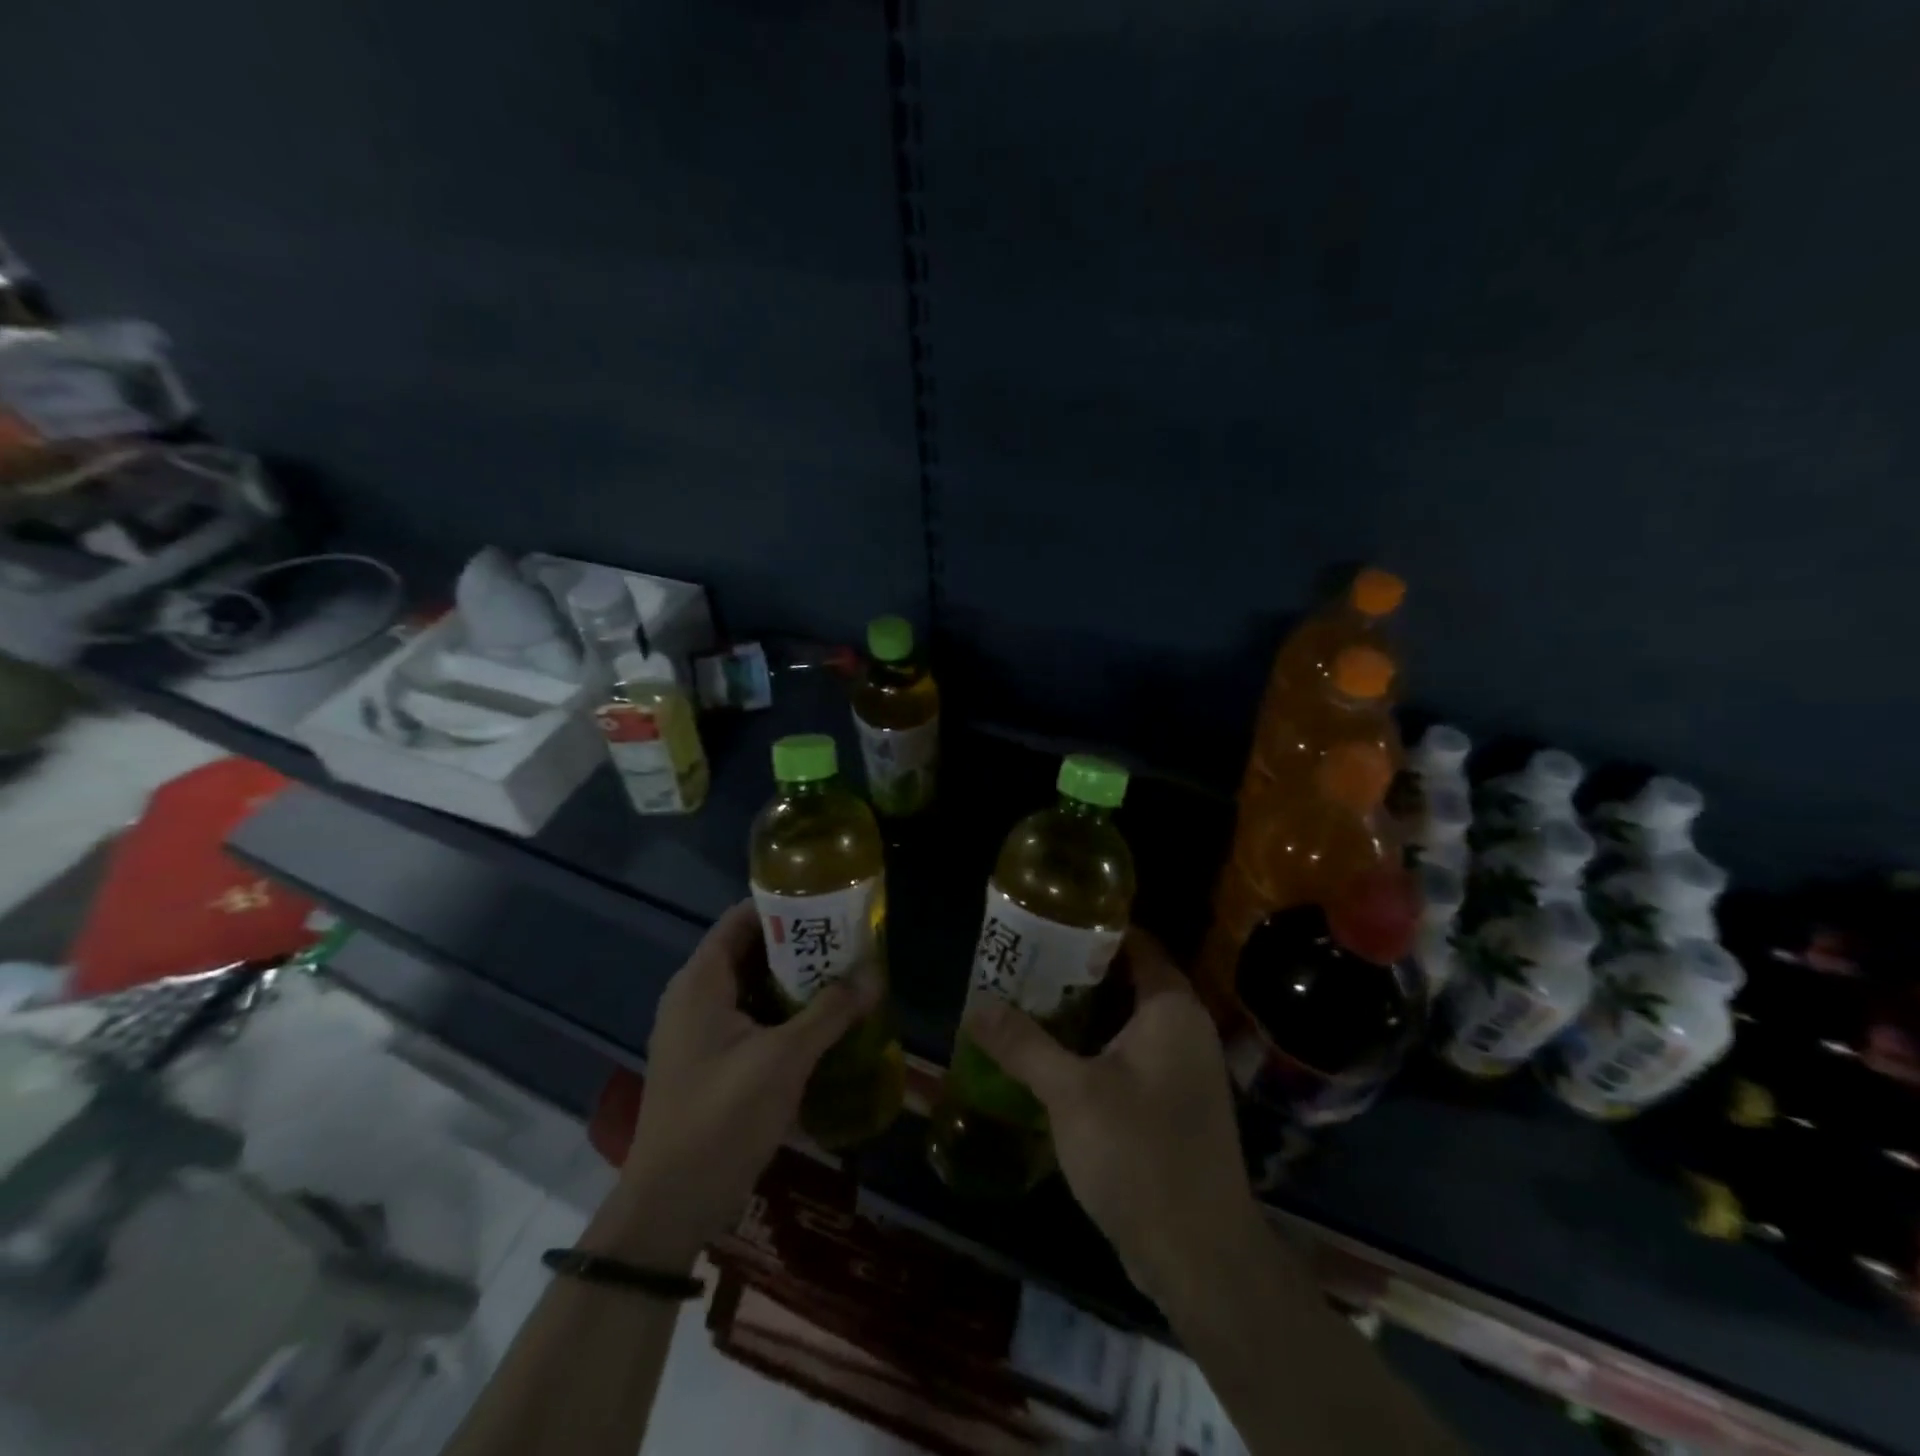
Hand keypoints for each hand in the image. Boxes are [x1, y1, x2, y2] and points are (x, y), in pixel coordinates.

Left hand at [586, 900, 879, 1268]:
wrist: (671, 1206)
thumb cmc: (721, 1118)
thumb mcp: (783, 1060)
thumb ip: (831, 1012)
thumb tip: (875, 974)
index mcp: (701, 981)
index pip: (743, 918)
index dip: (785, 905)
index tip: (831, 904)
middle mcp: (695, 996)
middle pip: (752, 951)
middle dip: (800, 946)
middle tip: (850, 943)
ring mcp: (700, 1031)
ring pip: (754, 988)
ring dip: (796, 983)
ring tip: (846, 978)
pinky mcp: (710, 1061)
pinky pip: (751, 1019)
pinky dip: (784, 1014)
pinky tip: (824, 1023)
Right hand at [964, 929, 1260, 1304]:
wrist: (1200, 1257)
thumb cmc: (1141, 1155)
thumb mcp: (1072, 1093)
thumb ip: (1023, 1044)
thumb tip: (975, 1005)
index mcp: (1171, 1009)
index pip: (1136, 942)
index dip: (1093, 926)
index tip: (1046, 920)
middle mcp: (1184, 1029)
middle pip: (1127, 979)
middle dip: (1076, 971)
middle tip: (1023, 961)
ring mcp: (1182, 1069)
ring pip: (1126, 1021)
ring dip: (1082, 1013)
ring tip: (1027, 1001)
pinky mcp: (1173, 1104)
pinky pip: (1130, 1055)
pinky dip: (1095, 1048)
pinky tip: (1053, 1057)